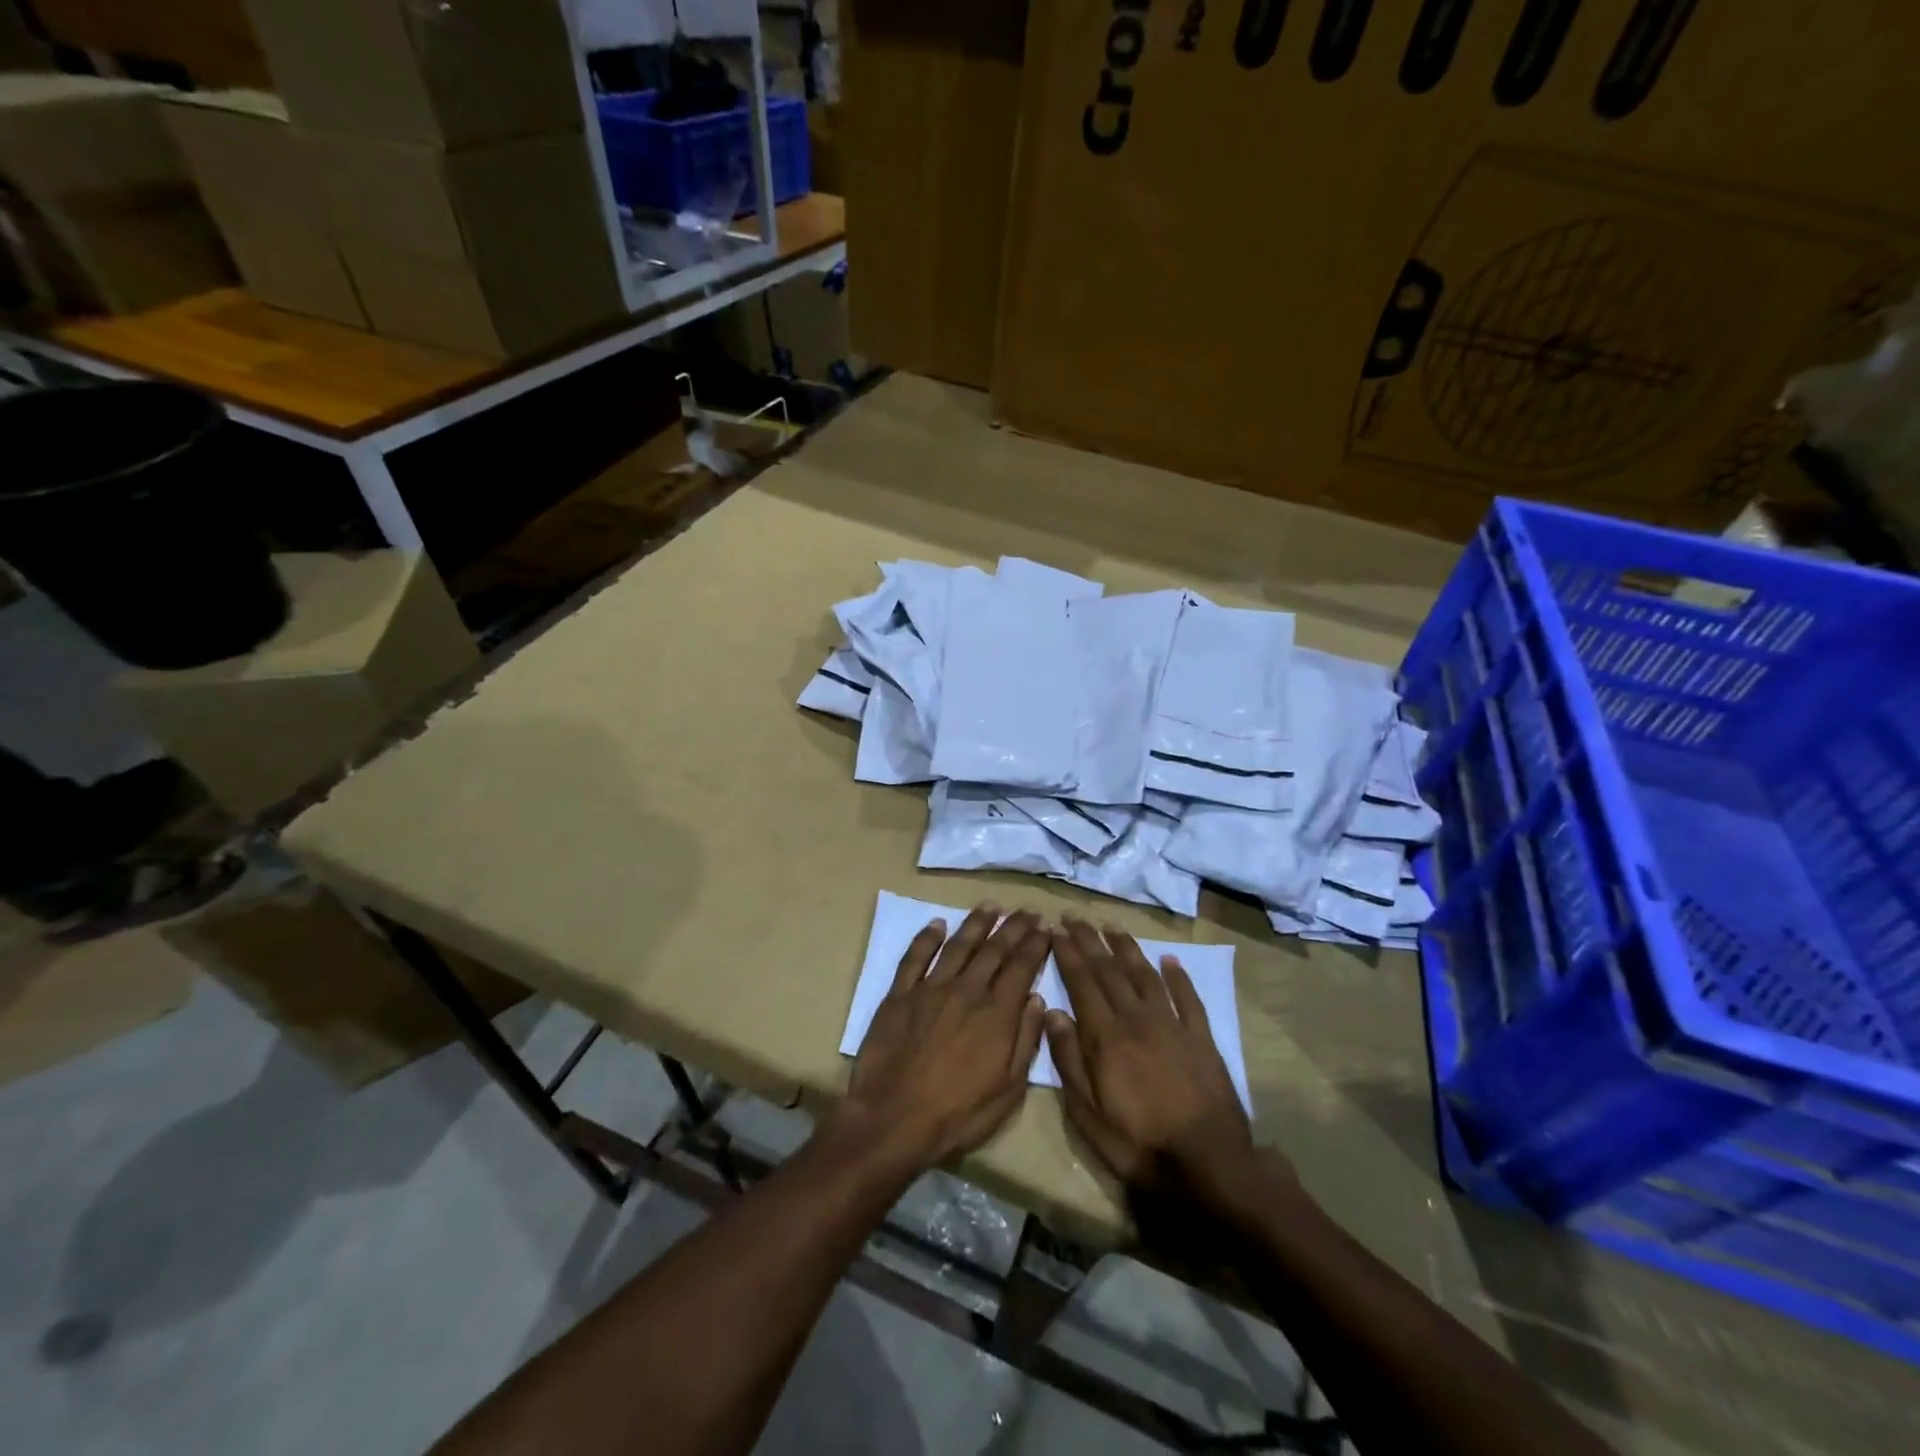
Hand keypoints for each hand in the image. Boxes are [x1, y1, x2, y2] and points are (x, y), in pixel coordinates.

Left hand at [837, 905, 1049, 1171]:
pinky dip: (927, 937)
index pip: (1022, 967)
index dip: (1035, 944)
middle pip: (994, 950)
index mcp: (997, 1014)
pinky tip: (937, 923)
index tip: (1045, 927)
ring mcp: (930, 989)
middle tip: (1026, 911)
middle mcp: (967, 991)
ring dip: (976, 923)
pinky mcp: (899, 994)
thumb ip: (1025, 1041)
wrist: (893, 1118)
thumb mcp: (1008, 1090)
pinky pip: (915, 957)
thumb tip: (1037, 1000)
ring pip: (958, 946)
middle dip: (1013, 928)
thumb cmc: (958, 1113)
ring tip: (990, 906)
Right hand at [1046, 918, 1287, 1209]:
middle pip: (1109, 970)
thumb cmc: (1139, 1146)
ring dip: (1127, 948)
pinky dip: (1178, 976)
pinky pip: (1188, 998)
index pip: (1082, 983)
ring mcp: (1172, 1026)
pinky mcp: (1202, 1038)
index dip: (1067, 954)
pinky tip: (1170, 960)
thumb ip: (1068, 1061)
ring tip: (1112, 927)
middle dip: (1089, 940)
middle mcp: (1137, 1019)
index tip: (1055, 930)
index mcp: (1106, 1037)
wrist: (1210, 1165)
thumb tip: (1053, 1013)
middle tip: (1075, 917)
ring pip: (1145, 975)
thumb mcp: (1088, 1115)